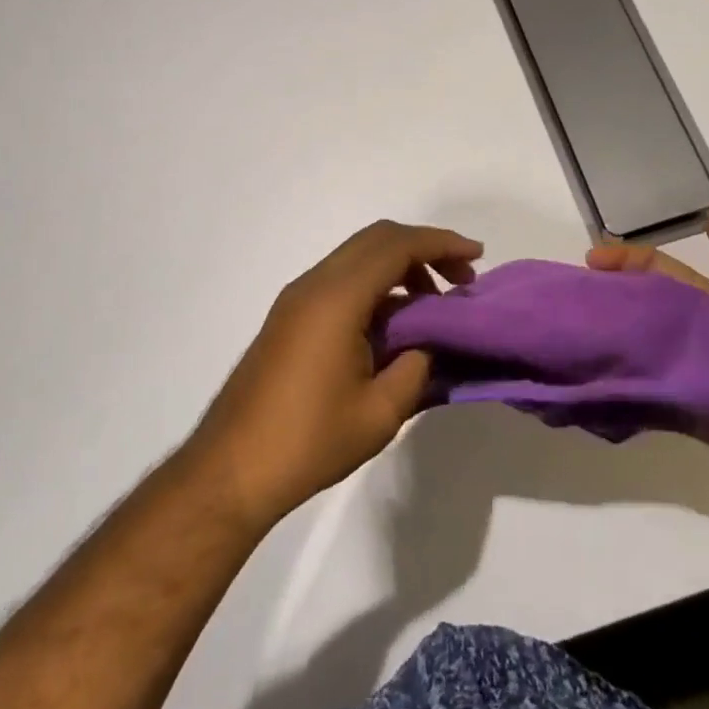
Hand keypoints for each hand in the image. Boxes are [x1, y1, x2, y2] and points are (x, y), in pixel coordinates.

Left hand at [188, 220, 482, 529]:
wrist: (231, 469)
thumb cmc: (308, 441)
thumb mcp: (379, 412)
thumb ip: (416, 367)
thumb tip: (431, 342)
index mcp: (337, 298)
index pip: (397, 247)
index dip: (441, 244)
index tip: (477, 257)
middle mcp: (314, 284)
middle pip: (377, 239)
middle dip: (424, 248)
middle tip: (461, 277)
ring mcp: (297, 297)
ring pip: (358, 256)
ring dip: (399, 266)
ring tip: (433, 302)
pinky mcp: (290, 315)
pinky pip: (342, 278)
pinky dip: (376, 283)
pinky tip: (395, 321)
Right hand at [586, 204, 708, 480]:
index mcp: (706, 304)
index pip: (658, 273)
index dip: (627, 262)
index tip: (590, 260)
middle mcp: (688, 334)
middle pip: (640, 310)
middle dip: (606, 300)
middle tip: (566, 298)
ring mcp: (681, 371)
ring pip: (635, 350)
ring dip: (606, 342)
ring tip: (566, 338)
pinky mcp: (678, 407)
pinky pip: (641, 395)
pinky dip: (616, 387)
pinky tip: (583, 380)